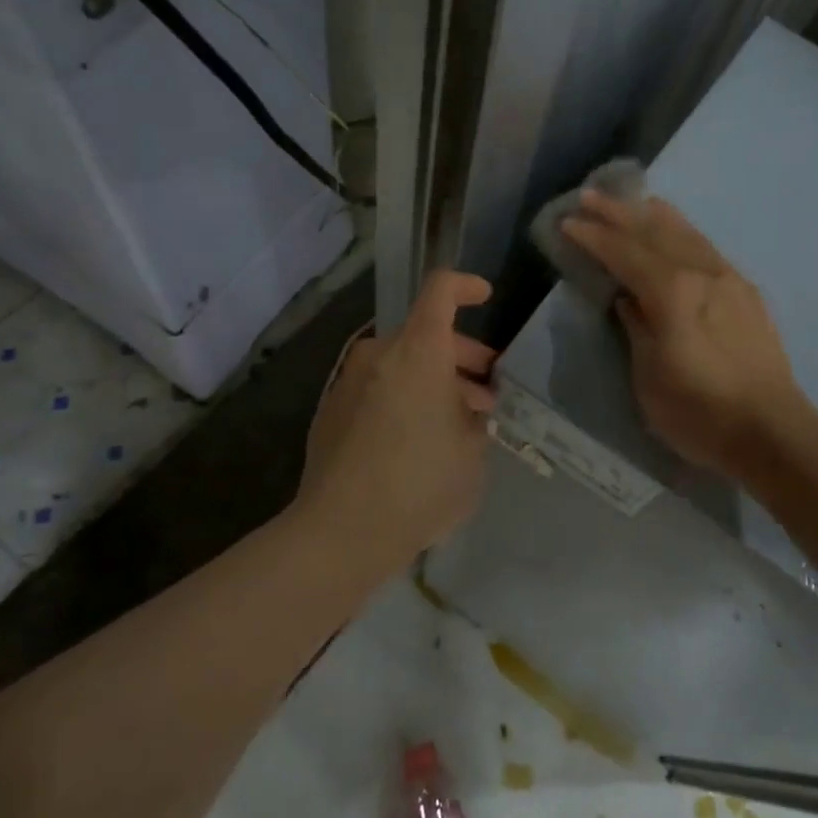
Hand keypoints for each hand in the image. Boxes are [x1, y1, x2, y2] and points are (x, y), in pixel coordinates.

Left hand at [297, 271, 497, 564]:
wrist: (341, 531)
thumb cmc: (421, 483)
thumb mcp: (473, 451)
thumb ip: (476, 417)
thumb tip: (469, 408)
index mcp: (419, 350)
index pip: (441, 290)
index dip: (467, 286)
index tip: (486, 297)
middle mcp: (380, 354)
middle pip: (425, 333)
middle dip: (462, 356)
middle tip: (486, 394)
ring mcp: (350, 381)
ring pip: (402, 364)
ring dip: (433, 381)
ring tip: (458, 423)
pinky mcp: (331, 411)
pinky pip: (378, 388)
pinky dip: (404, 399)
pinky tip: (418, 442)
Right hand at [561, 191, 805, 479]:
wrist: (772, 432)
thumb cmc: (699, 412)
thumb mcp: (649, 377)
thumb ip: (636, 328)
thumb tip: (627, 299)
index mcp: (672, 292)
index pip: (625, 253)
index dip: (594, 237)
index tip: (568, 221)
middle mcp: (702, 273)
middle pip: (655, 233)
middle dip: (620, 213)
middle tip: (590, 196)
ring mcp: (729, 280)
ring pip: (687, 235)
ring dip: (656, 216)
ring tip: (636, 200)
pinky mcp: (747, 293)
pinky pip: (708, 250)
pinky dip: (686, 233)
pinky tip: (680, 233)